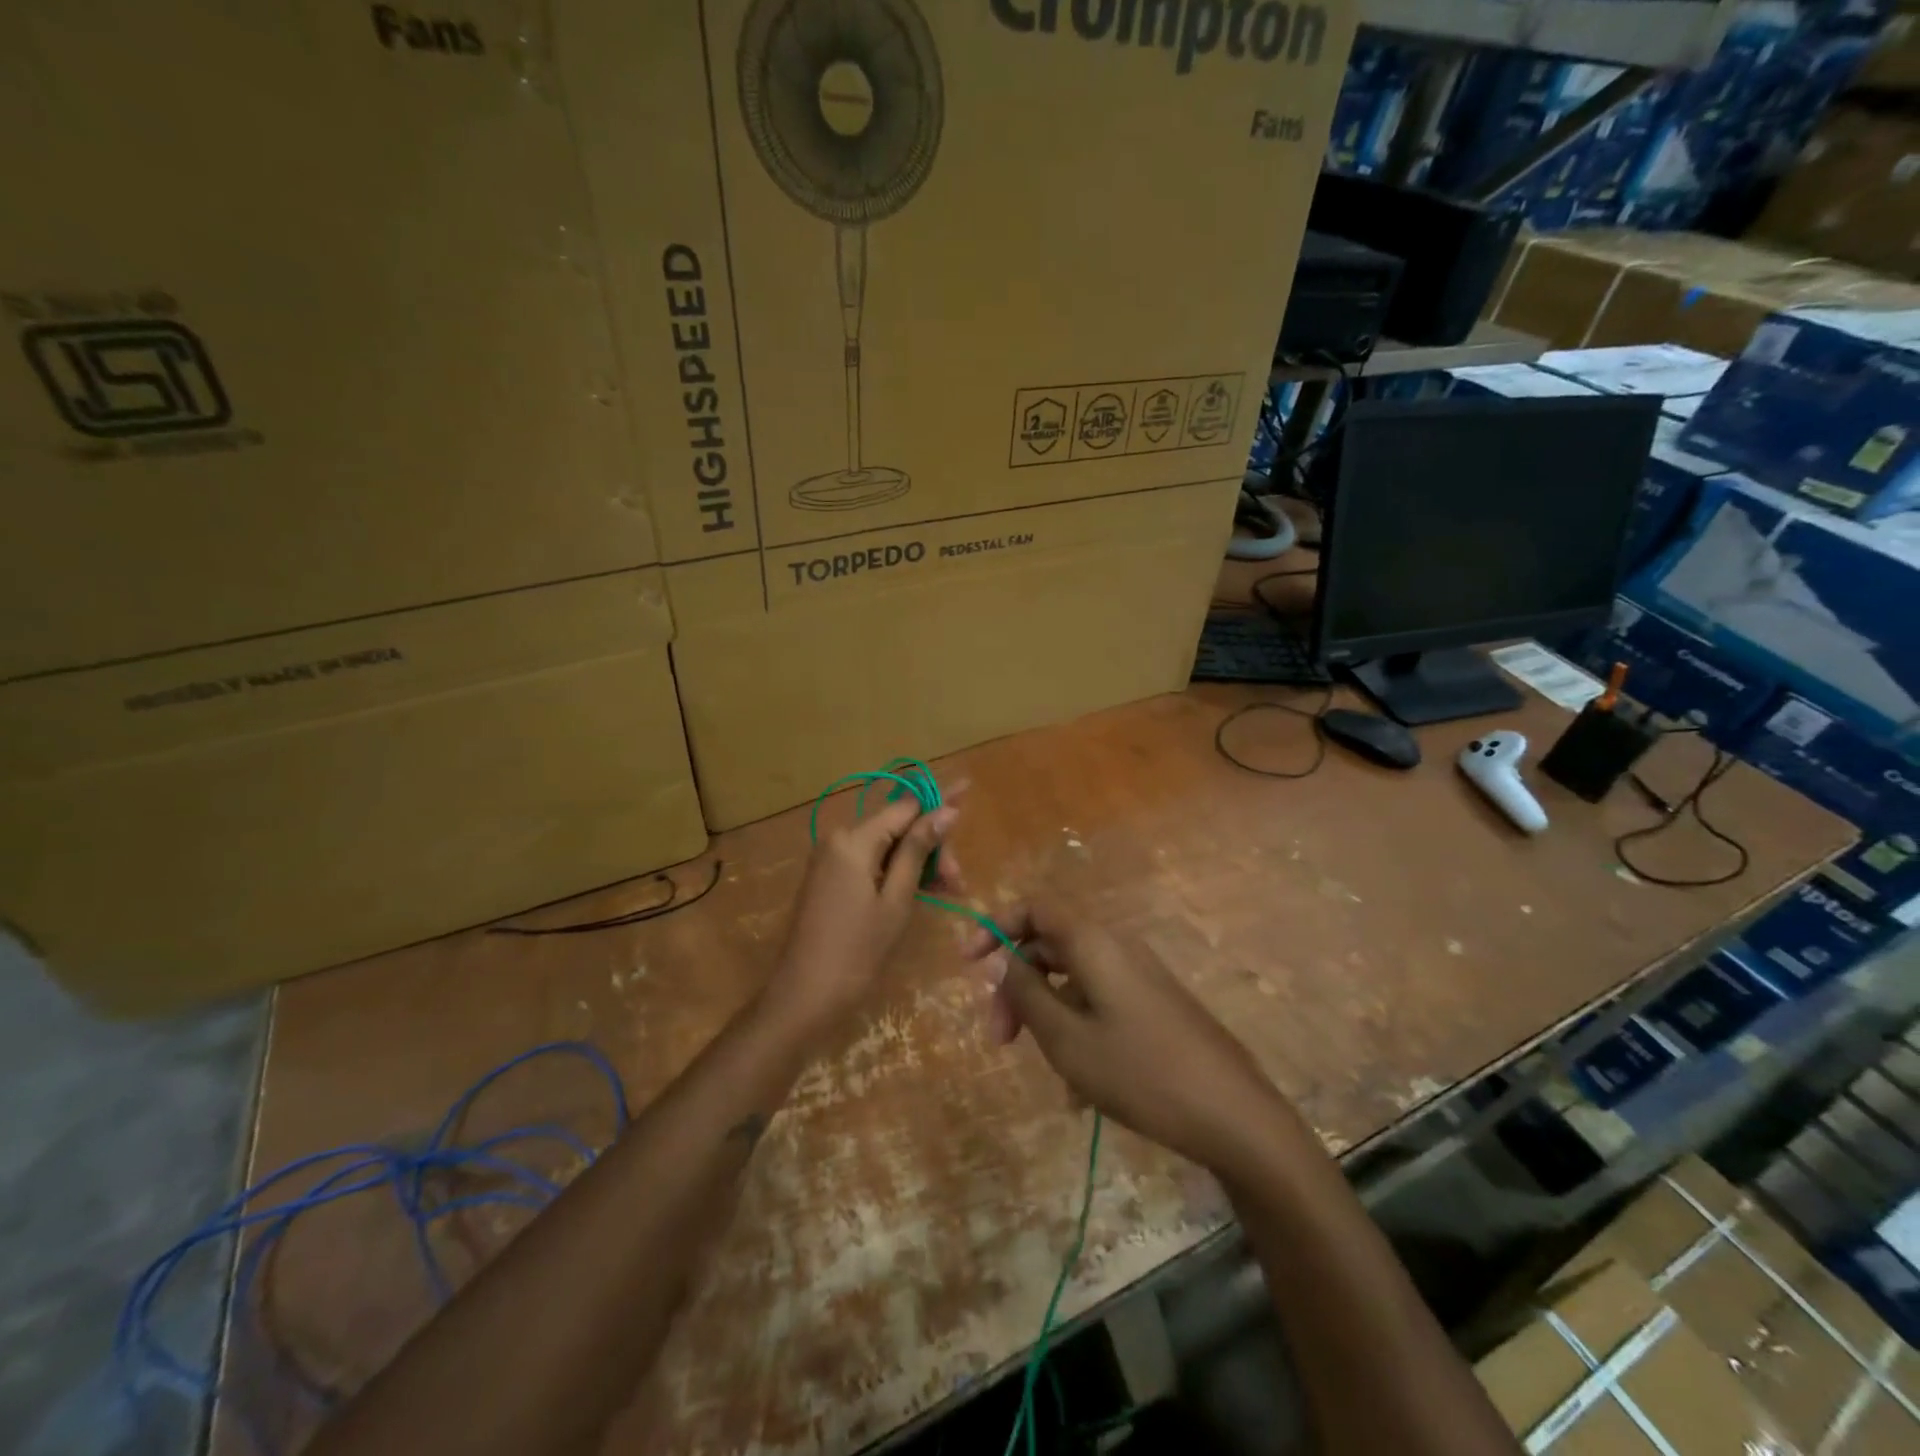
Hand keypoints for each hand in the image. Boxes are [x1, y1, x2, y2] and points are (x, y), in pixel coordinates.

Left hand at [766, 796, 959, 1038]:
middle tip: (958, 881)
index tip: (968, 788)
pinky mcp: (829, 879)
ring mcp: (831, 859)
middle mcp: (838, 839)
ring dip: (918, 862)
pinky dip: (897, 872)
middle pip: (897, 827)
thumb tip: (946, 810)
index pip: (905, 807)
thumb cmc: (857, 950)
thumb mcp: (896, 899)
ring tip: (949, 890)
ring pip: (886, 846)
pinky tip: (923, 890)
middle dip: (931, 846)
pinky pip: (870, 862)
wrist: (805, 995)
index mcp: (853, 839)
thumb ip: (918, 850)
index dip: (939, 799)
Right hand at [962, 901, 1284, 1174]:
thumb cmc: (1141, 1072)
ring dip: (1046, 1016)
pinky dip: (1078, 1032)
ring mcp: (1139, 978)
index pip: (1035, 908)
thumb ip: (1026, 993)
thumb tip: (1003, 963)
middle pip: (1049, 947)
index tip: (968, 964)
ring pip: (1073, 980)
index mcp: (1094, 942)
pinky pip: (1100, 1004)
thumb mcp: (1066, 1038)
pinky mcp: (1154, 1006)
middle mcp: (1117, 948)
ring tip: (1045, 1072)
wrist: (1234, 1115)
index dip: (995, 927)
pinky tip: (1081, 1091)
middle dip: (1016, 986)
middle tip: (999, 1037)